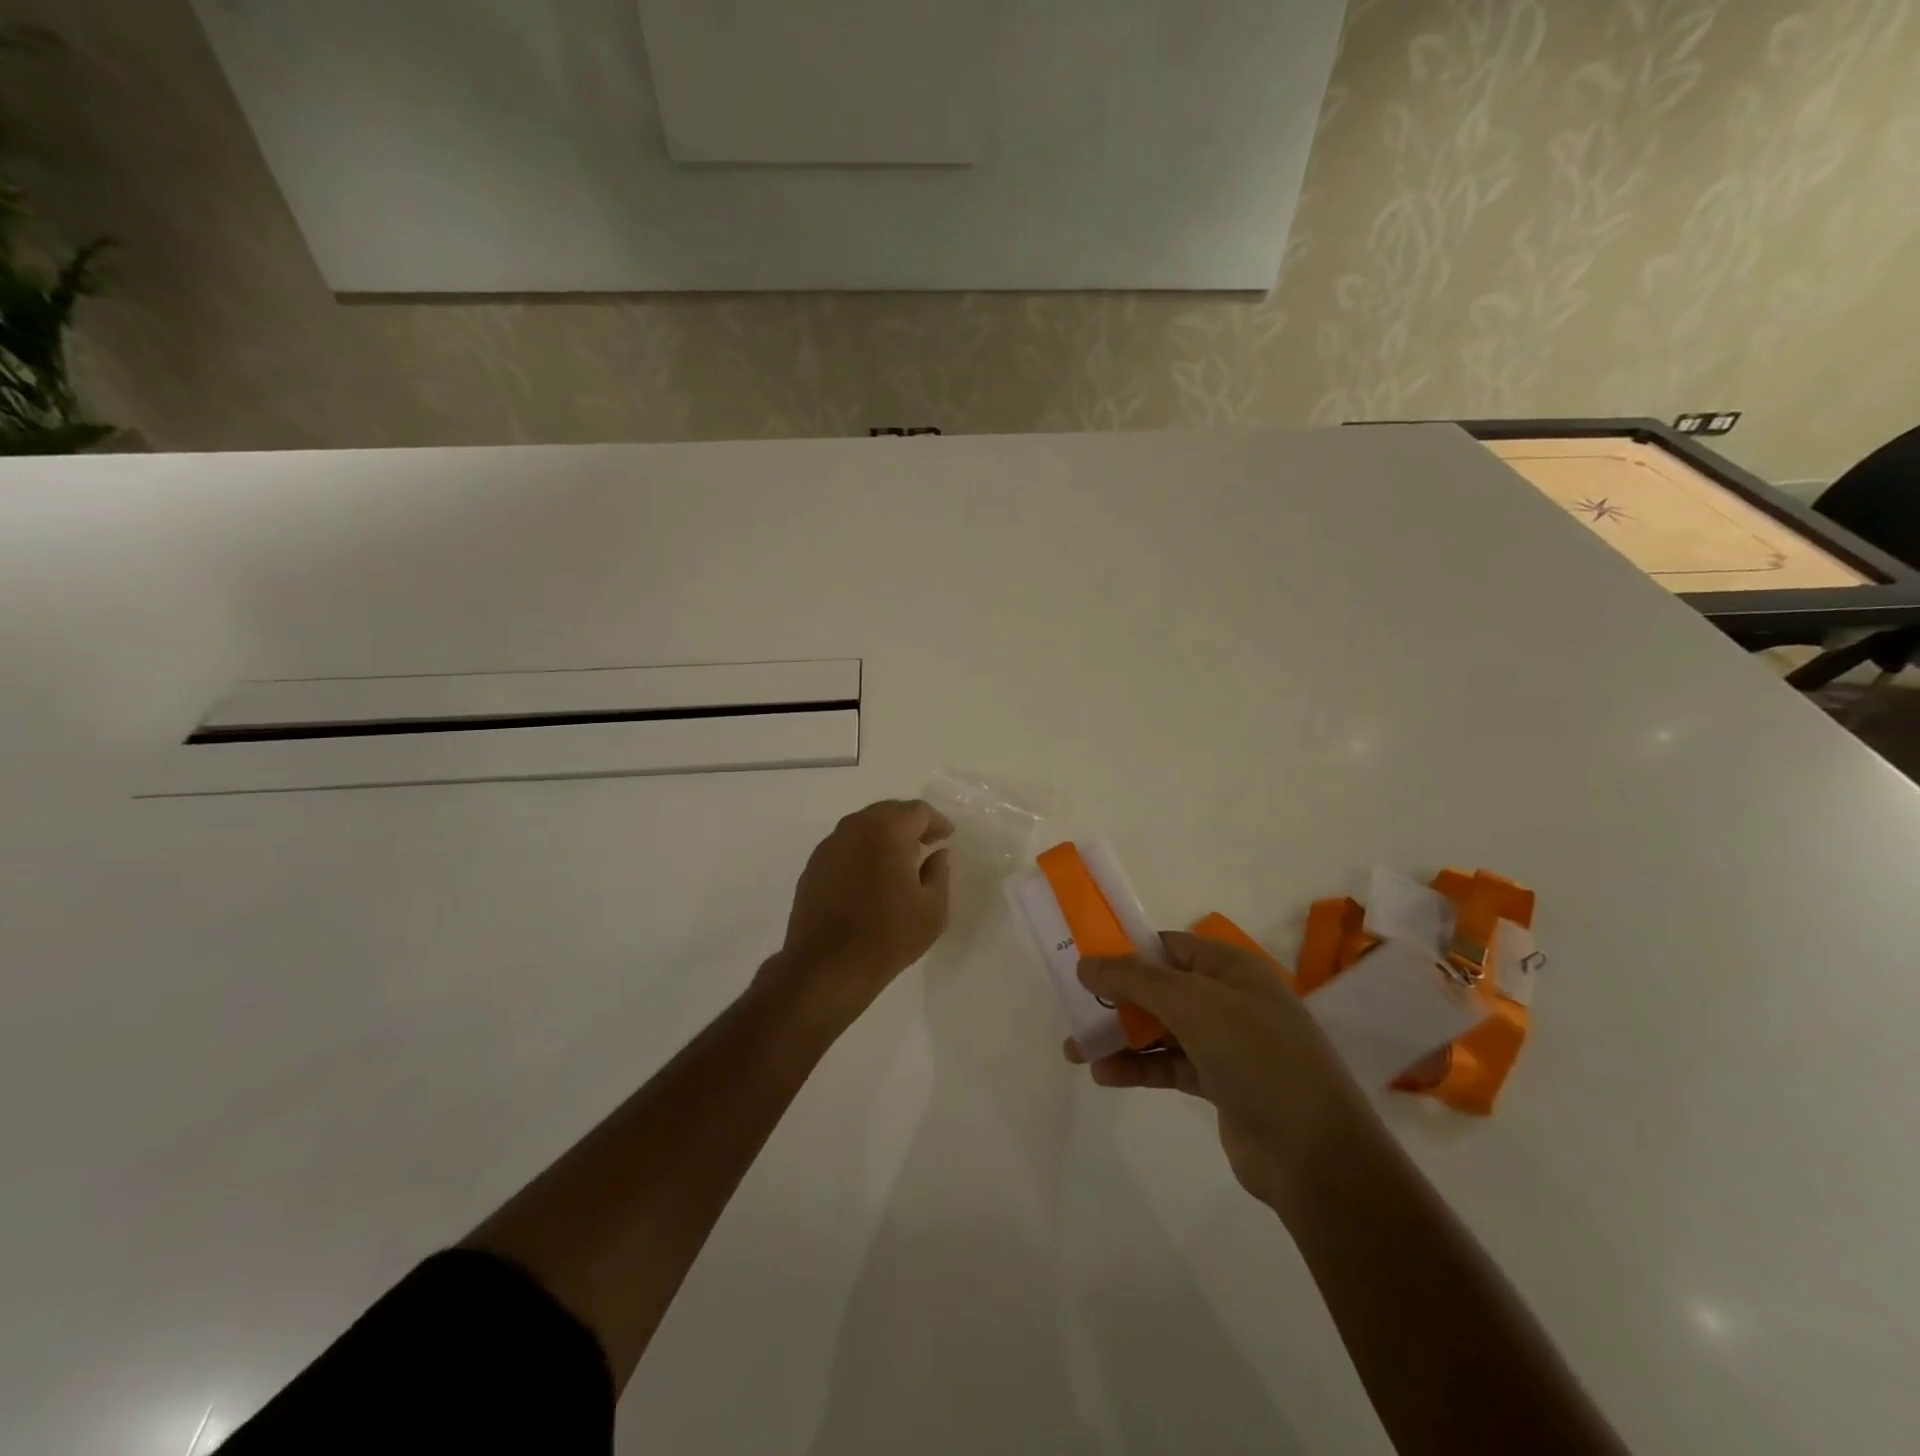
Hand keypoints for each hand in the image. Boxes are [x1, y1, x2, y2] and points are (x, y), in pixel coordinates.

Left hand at [765, 799, 953, 1027]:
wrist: (825, 969)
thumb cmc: (887, 936)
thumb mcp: (932, 909)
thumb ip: (940, 873)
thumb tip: (939, 854)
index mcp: (885, 830)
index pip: (917, 811)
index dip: (936, 822)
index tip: (947, 838)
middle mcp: (853, 828)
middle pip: (888, 812)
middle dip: (909, 825)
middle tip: (927, 844)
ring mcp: (828, 847)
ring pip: (863, 828)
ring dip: (884, 837)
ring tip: (900, 862)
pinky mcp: (812, 868)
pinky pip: (845, 848)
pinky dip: (862, 853)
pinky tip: (870, 879)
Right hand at [1066, 932, 1378, 1219]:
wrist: (1315, 1155)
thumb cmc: (1257, 1057)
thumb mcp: (1193, 1004)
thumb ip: (1135, 979)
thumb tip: (1086, 963)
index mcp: (1232, 968)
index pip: (1170, 946)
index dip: (1127, 950)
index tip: (1086, 961)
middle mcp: (1230, 1000)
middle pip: (1161, 988)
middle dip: (1116, 998)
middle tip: (1073, 1009)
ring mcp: (1228, 1044)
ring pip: (1161, 1029)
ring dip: (1120, 1036)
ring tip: (1076, 1050)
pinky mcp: (1221, 1085)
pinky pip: (1169, 1065)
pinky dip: (1138, 1067)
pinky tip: (1104, 1076)